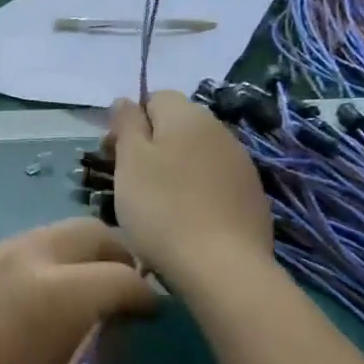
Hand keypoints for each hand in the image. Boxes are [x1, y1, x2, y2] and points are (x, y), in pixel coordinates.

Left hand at [0, 220, 157, 363]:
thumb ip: (99, 345)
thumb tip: (116, 322)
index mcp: (54, 292)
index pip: (121, 277)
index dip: (145, 297)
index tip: (151, 315)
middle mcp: (19, 259)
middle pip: (86, 232)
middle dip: (114, 257)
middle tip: (120, 293)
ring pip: (45, 237)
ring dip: (71, 259)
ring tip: (73, 298)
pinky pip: (8, 254)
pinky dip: (33, 269)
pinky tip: (25, 305)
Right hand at [106, 92, 273, 285]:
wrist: (220, 266)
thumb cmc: (161, 208)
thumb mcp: (130, 161)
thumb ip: (126, 124)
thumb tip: (125, 99)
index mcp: (187, 115)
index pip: (154, 98)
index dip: (129, 121)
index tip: (112, 154)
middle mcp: (219, 131)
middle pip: (176, 126)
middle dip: (150, 146)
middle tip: (127, 182)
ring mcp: (240, 164)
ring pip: (195, 155)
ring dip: (172, 170)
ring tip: (153, 205)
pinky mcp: (251, 196)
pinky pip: (213, 182)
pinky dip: (194, 192)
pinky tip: (183, 220)